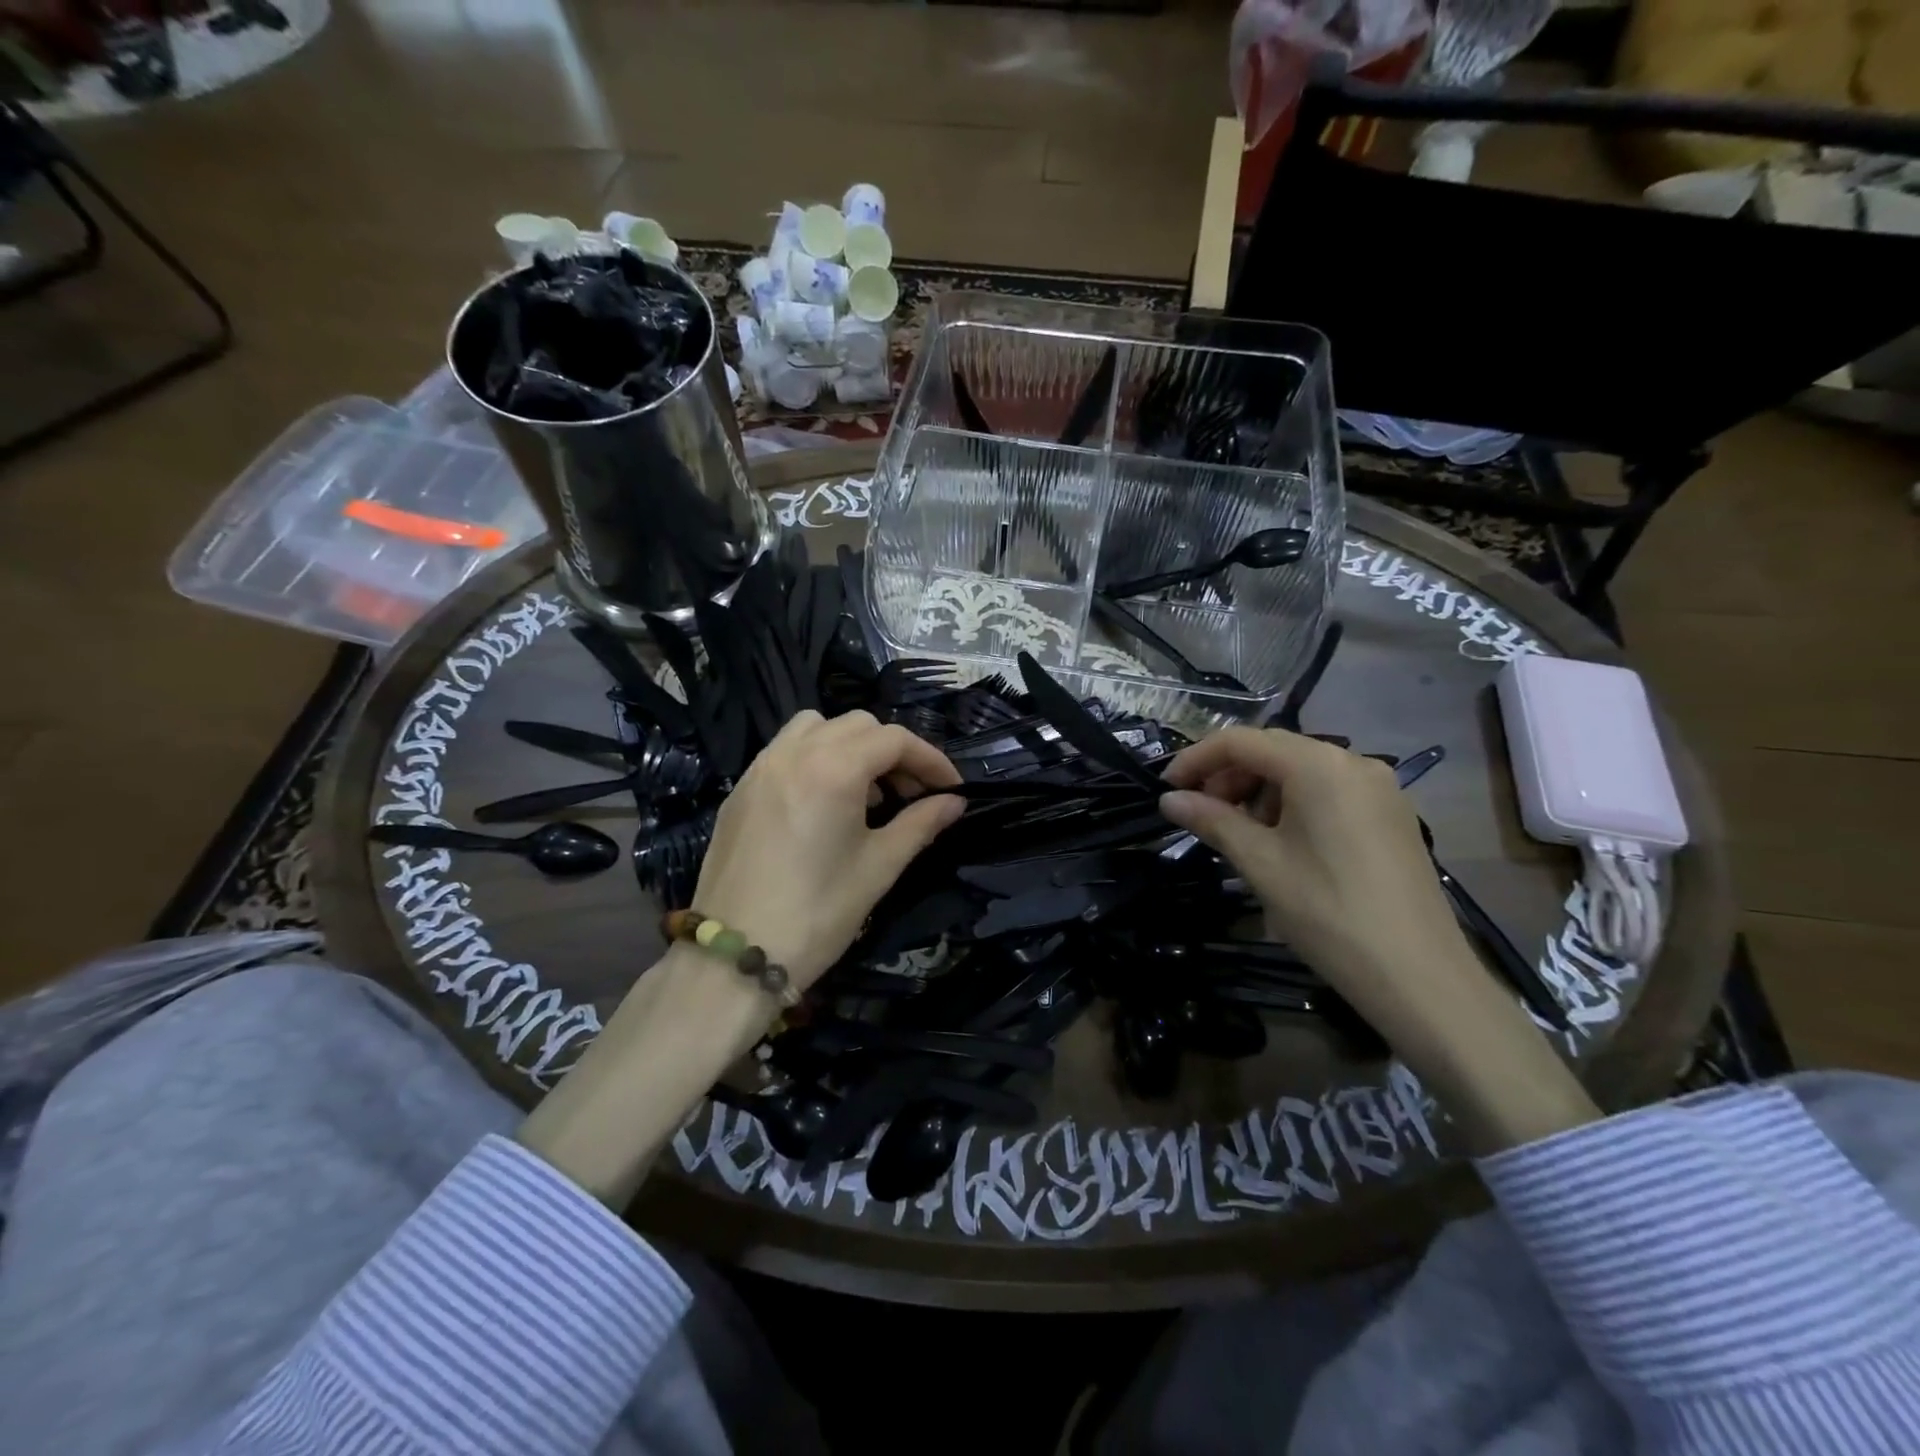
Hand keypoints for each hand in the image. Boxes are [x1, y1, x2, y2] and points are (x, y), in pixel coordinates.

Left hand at [519, 710, 962, 1206]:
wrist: (734, 958)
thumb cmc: (817, 914)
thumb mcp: (878, 868)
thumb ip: (920, 824)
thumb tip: (954, 803)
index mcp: (833, 769)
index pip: (894, 740)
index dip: (930, 760)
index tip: (951, 789)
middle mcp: (794, 753)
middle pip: (858, 725)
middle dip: (893, 752)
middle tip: (911, 795)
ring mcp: (760, 767)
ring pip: (816, 728)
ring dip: (850, 746)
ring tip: (865, 793)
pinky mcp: (740, 789)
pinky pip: (785, 750)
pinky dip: (815, 757)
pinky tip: (824, 802)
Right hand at [1160, 728, 1598, 1152]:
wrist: (1419, 977)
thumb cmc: (1328, 912)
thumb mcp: (1260, 864)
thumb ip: (1212, 821)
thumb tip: (1169, 800)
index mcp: (1318, 765)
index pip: (1241, 741)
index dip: (1195, 760)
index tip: (1166, 789)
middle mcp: (1352, 761)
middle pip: (1272, 750)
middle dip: (1228, 776)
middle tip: (1200, 815)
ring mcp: (1378, 787)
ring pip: (1300, 771)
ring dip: (1258, 791)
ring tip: (1238, 833)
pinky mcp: (1391, 814)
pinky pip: (1328, 791)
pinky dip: (1292, 804)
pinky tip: (1279, 842)